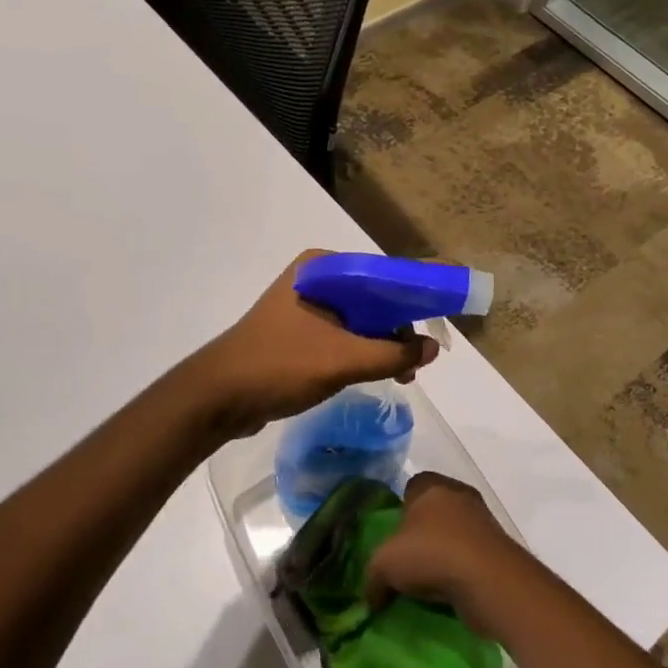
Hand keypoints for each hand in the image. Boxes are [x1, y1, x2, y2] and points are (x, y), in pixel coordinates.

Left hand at [193, 250, 439, 435]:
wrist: (217, 398)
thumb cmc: (279, 366)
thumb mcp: (342, 359)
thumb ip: (393, 354)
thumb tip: (433, 348)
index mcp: (324, 268)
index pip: (385, 271)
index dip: (420, 287)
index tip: (451, 302)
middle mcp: (317, 279)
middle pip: (376, 295)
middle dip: (403, 324)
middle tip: (424, 355)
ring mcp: (306, 306)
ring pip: (361, 318)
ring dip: (385, 343)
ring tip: (406, 373)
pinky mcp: (300, 332)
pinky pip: (345, 335)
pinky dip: (365, 350)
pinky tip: (381, 372)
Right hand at [364, 472, 526, 634]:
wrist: (489, 580)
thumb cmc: (431, 554)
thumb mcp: (384, 565)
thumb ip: (372, 578)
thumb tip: (372, 597)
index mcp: (432, 486)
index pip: (412, 486)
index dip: (400, 508)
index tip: (391, 535)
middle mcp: (460, 496)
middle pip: (434, 510)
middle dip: (421, 533)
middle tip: (406, 561)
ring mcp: (483, 521)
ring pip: (455, 534)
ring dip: (443, 554)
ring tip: (426, 583)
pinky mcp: (498, 548)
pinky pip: (471, 556)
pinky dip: (460, 571)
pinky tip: (447, 592)